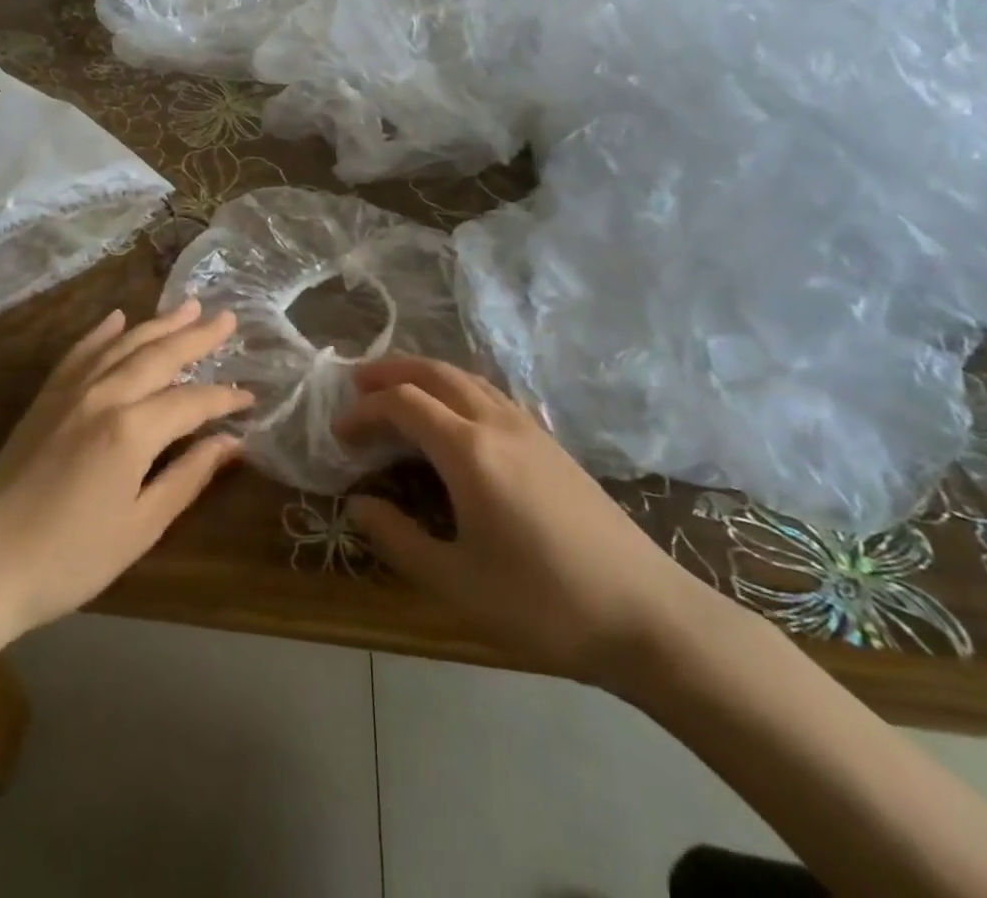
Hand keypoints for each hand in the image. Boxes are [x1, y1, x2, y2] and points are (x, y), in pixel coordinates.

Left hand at [0, 300, 249, 641]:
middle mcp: (104, 395)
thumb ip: (188, 477)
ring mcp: (70, 391)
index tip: (251, 397)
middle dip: (198, 337)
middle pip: (160, 355)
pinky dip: (102, 332)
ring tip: (189, 307)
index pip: (192, 401)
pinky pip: (80, 352)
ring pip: (124, 344)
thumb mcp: (140, 527)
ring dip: (159, 324)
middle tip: (228, 318)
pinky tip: (118, 319)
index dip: (225, 399)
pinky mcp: (45, 398)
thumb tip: (231, 443)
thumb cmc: (68, 559)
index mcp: (132, 429)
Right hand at [338, 357, 721, 694]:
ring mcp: (529, 428)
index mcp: (469, 451)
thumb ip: (398, 539)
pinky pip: (489, 393)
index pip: (403, 404)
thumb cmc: (543, 603)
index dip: (364, 411)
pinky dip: (455, 387)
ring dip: (425, 374)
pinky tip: (453, 417)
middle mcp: (496, 423)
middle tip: (356, 383)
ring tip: (397, 391)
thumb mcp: (457, 583)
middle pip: (435, 372)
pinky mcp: (550, 442)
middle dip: (390, 371)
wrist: (647, 614)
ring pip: (466, 377)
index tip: (339, 434)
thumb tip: (357, 505)